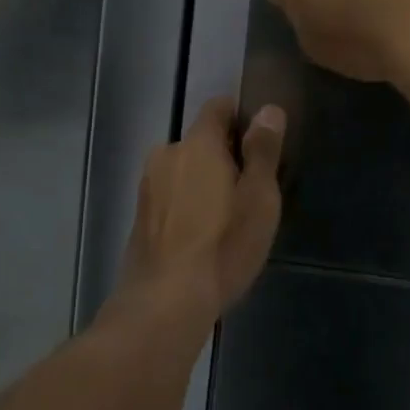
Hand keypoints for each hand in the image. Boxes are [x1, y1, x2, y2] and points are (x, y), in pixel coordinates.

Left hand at [121, 96, 284, 315]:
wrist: (164, 303)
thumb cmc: (223, 245)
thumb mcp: (259, 198)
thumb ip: (263, 150)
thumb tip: (269, 110)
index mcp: (197, 143)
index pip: (218, 107)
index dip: (241, 118)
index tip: (259, 145)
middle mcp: (166, 154)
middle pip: (201, 140)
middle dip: (224, 155)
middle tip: (249, 189)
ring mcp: (148, 185)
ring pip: (183, 169)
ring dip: (203, 181)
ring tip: (226, 217)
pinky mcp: (139, 215)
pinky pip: (170, 195)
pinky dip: (186, 204)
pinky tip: (201, 236)